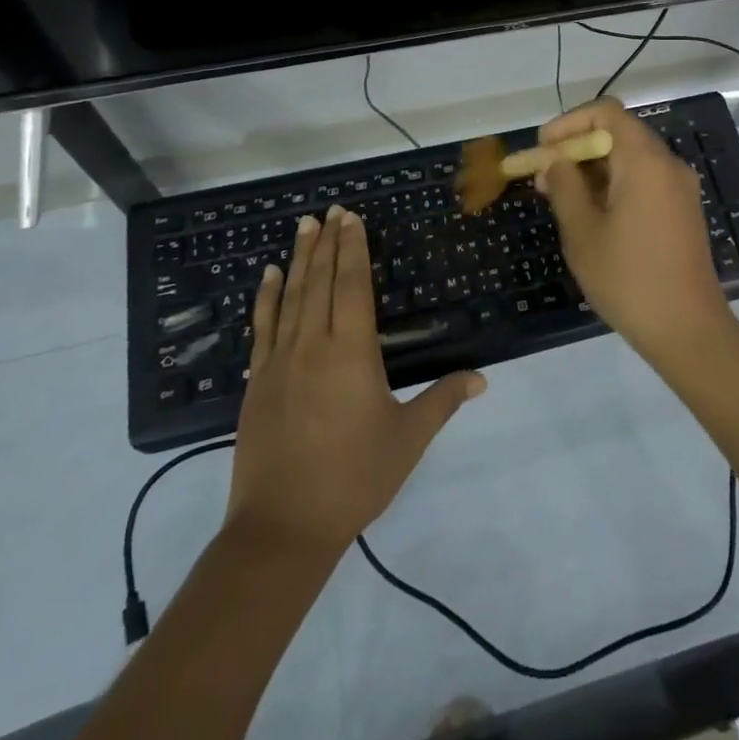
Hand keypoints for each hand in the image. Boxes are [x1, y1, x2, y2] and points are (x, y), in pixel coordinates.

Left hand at [227, 205, 484, 559]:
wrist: (282, 528)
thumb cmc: (353, 479)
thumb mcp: (407, 439)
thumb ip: (443, 400)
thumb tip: (482, 378)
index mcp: (351, 351)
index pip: (352, 284)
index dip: (352, 248)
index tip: (351, 217)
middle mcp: (312, 345)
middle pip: (320, 281)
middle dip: (327, 243)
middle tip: (330, 211)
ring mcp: (279, 362)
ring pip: (291, 296)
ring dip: (299, 259)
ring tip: (303, 226)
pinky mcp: (256, 382)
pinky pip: (263, 327)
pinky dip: (266, 297)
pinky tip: (268, 276)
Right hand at [536, 98, 731, 362]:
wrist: (688, 330)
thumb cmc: (629, 278)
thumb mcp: (583, 232)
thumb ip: (564, 187)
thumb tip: (554, 160)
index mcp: (646, 161)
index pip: (606, 113)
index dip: (569, 122)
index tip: (542, 147)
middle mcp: (668, 164)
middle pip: (618, 134)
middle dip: (576, 149)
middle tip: (542, 177)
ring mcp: (679, 189)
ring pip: (629, 160)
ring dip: (592, 170)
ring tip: (558, 198)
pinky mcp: (682, 211)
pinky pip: (643, 181)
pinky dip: (613, 186)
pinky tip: (589, 214)